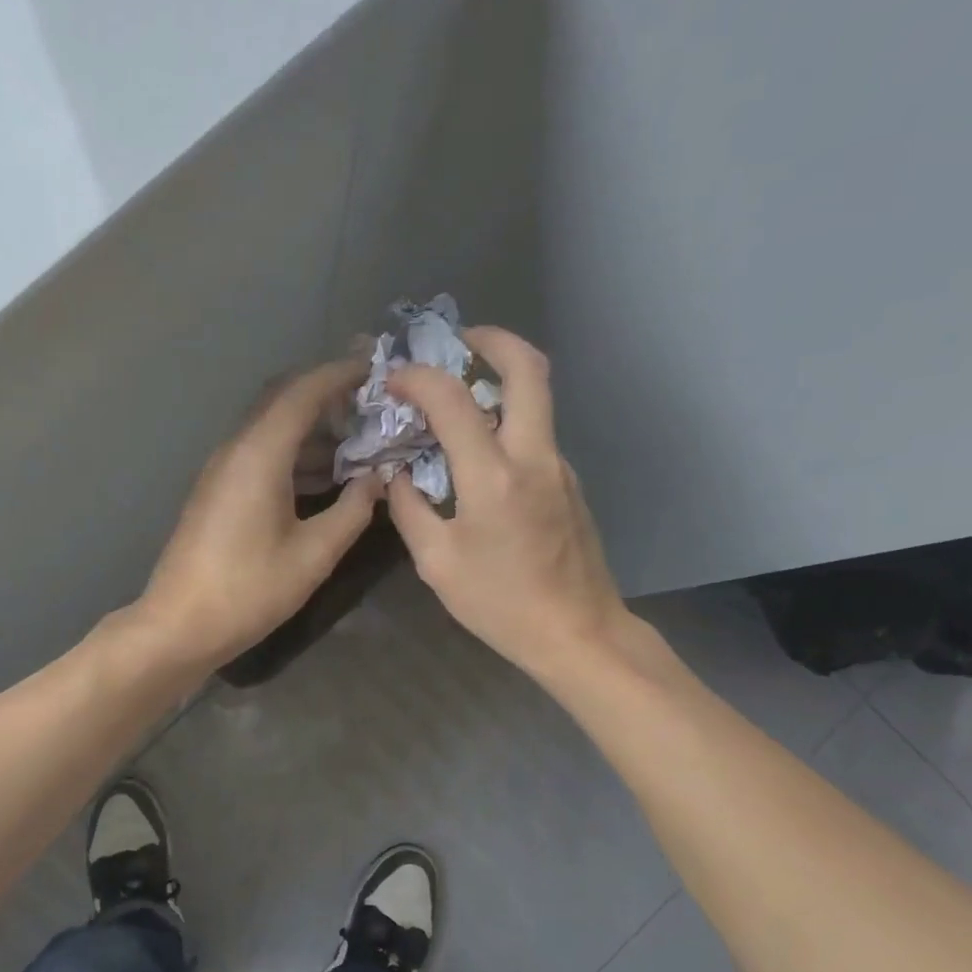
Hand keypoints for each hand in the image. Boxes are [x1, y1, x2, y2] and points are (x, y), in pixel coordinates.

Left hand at [135, 360, 382, 673]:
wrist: (179, 624)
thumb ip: (353, 511)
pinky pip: (260, 454)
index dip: (341, 373)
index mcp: (259, 454)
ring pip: (271, 429)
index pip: (303, 392)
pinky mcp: (217, 492)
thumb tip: (377, 480)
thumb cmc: (249, 590)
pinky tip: (324, 477)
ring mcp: (221, 470)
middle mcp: (236, 450)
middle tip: (372, 402)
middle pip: (283, 401)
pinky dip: (294, 454)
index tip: (378, 366)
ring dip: (312, 428)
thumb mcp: (313, 555)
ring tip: (358, 441)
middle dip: (327, 395)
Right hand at [384, 327, 629, 681]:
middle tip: (455, 342)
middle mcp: (533, 456)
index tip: (394, 379)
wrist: (578, 632)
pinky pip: (535, 432)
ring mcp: (559, 466)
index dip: (418, 378)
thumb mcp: (437, 563)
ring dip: (499, 379)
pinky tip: (477, 450)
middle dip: (490, 339)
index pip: (453, 400)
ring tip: (456, 396)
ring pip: (536, 397)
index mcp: (493, 477)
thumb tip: (396, 475)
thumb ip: (410, 509)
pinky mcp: (568, 481)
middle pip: (528, 367)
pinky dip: (505, 420)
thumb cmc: (500, 604)